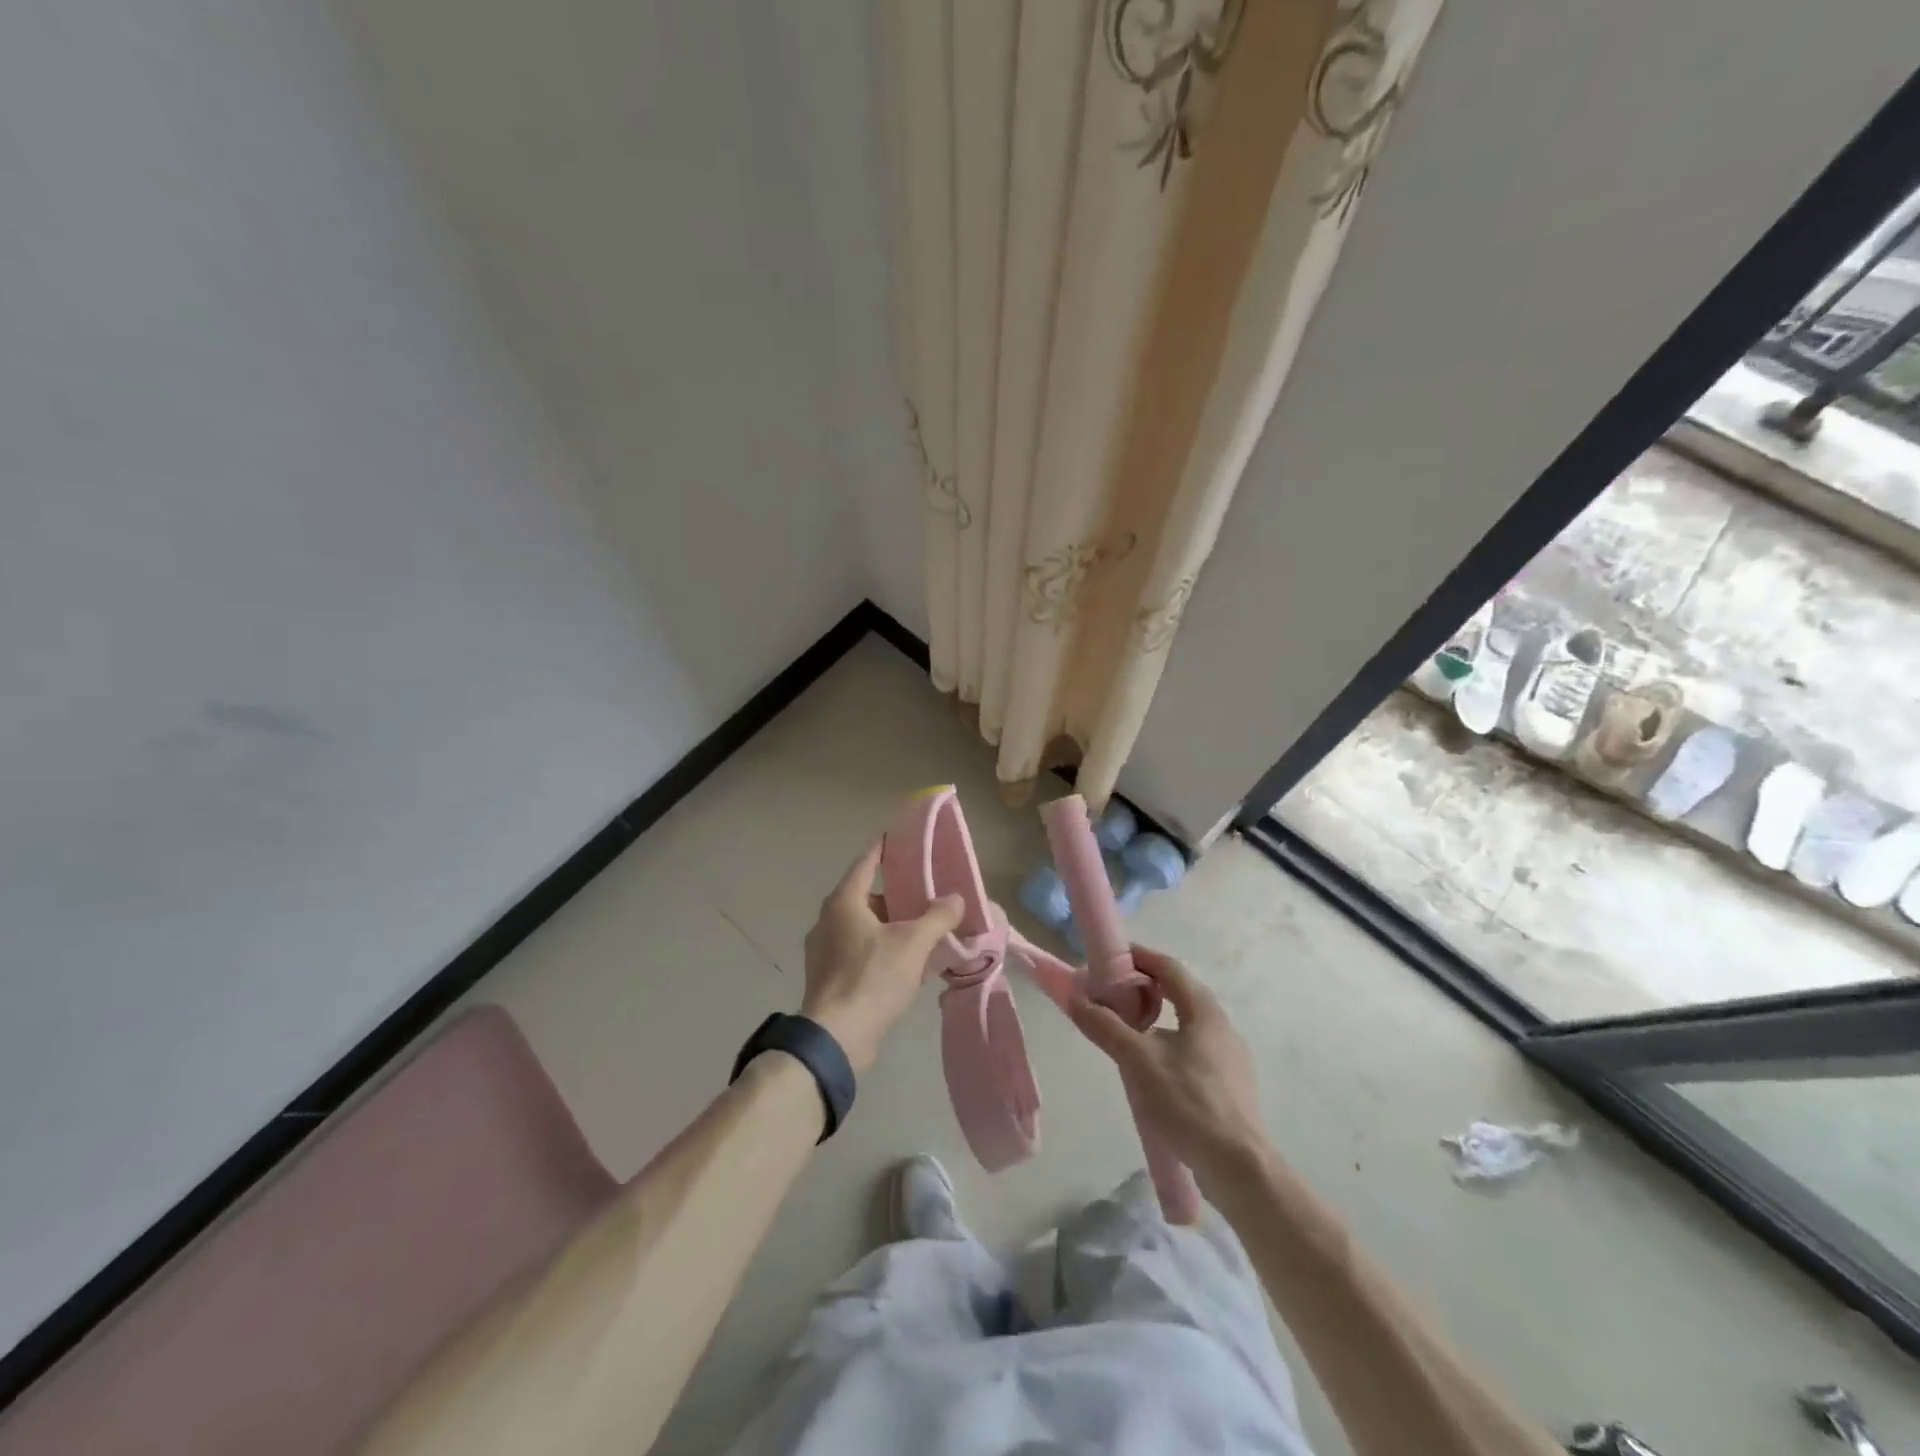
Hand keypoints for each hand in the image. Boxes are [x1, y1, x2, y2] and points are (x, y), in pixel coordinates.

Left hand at [800, 841, 962, 1074]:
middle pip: (868, 897)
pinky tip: (907, 966)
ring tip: (924, 932)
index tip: (903, 840)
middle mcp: (829, 920)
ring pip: (865, 927)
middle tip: (928, 896)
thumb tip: (955, 899)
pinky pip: (860, 953)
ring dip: (892, 927)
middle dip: (898, 896)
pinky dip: (882, 951)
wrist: (836, 1038)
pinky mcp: (829, 978)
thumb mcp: (913, 944)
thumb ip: (937, 917)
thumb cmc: (872, 978)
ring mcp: (825, 951)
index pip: (866, 863)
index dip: (885, 849)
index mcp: (844, 902)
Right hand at [1068, 946, 1267, 1187]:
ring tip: (1126, 1033)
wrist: (1239, 1168)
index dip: (1138, 957)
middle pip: (1178, 992)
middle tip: (1110, 996)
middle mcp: (1221, 1025)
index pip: (1168, 967)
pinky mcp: (1229, 1085)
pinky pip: (1193, 1049)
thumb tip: (1075, 995)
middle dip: (1143, 988)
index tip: (1108, 959)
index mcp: (1204, 1010)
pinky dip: (1167, 1044)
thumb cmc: (1188, 1102)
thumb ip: (1105, 1026)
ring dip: (1154, 1019)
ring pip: (1185, 1023)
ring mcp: (1229, 1057)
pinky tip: (1151, 1070)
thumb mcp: (1138, 1060)